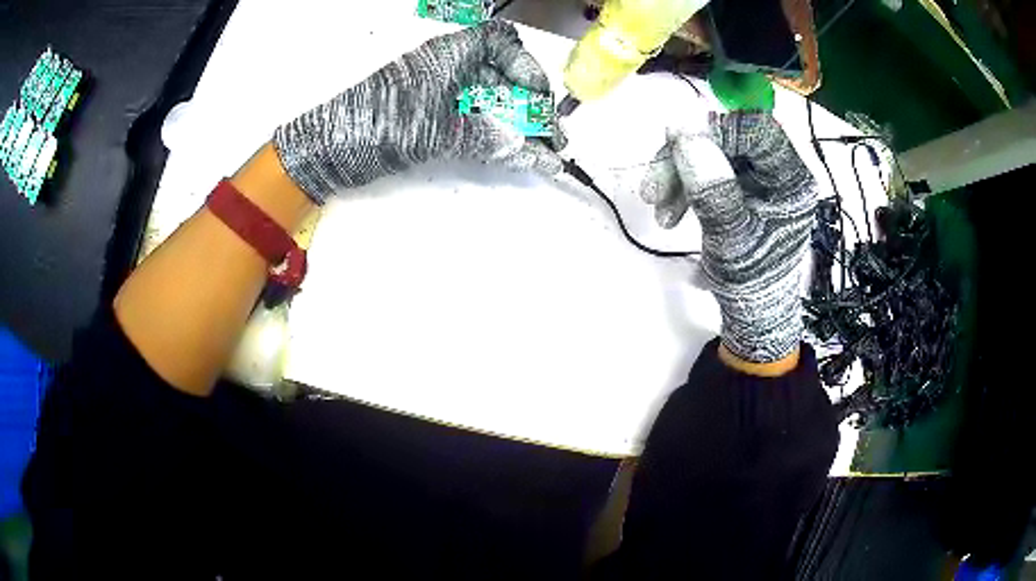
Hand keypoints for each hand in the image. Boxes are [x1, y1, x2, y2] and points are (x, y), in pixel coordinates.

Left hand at [274, 21, 564, 203]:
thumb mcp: (438, 131)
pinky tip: (513, 153)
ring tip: (540, 151)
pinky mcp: (432, 116)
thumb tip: (533, 154)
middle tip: (550, 138)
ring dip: (518, 123)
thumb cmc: (377, 126)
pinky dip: (497, 135)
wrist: (328, 151)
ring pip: (491, 99)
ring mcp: (440, 93)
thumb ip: (490, 140)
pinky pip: (475, 119)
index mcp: (450, 54)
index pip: (502, 43)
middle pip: (502, 74)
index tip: (538, 101)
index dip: (527, 67)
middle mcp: (449, 67)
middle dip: (530, 103)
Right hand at [639, 111, 816, 362]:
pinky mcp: (743, 188)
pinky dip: (685, 183)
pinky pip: (710, 169)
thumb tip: (682, 130)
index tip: (679, 152)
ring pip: (714, 152)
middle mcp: (778, 172)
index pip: (757, 129)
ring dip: (679, 173)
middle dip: (686, 158)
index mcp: (790, 180)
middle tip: (653, 190)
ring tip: (659, 210)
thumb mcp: (730, 238)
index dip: (717, 132)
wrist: (752, 314)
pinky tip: (671, 210)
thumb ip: (710, 186)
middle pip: (729, 139)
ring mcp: (760, 179)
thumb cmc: (751, 282)